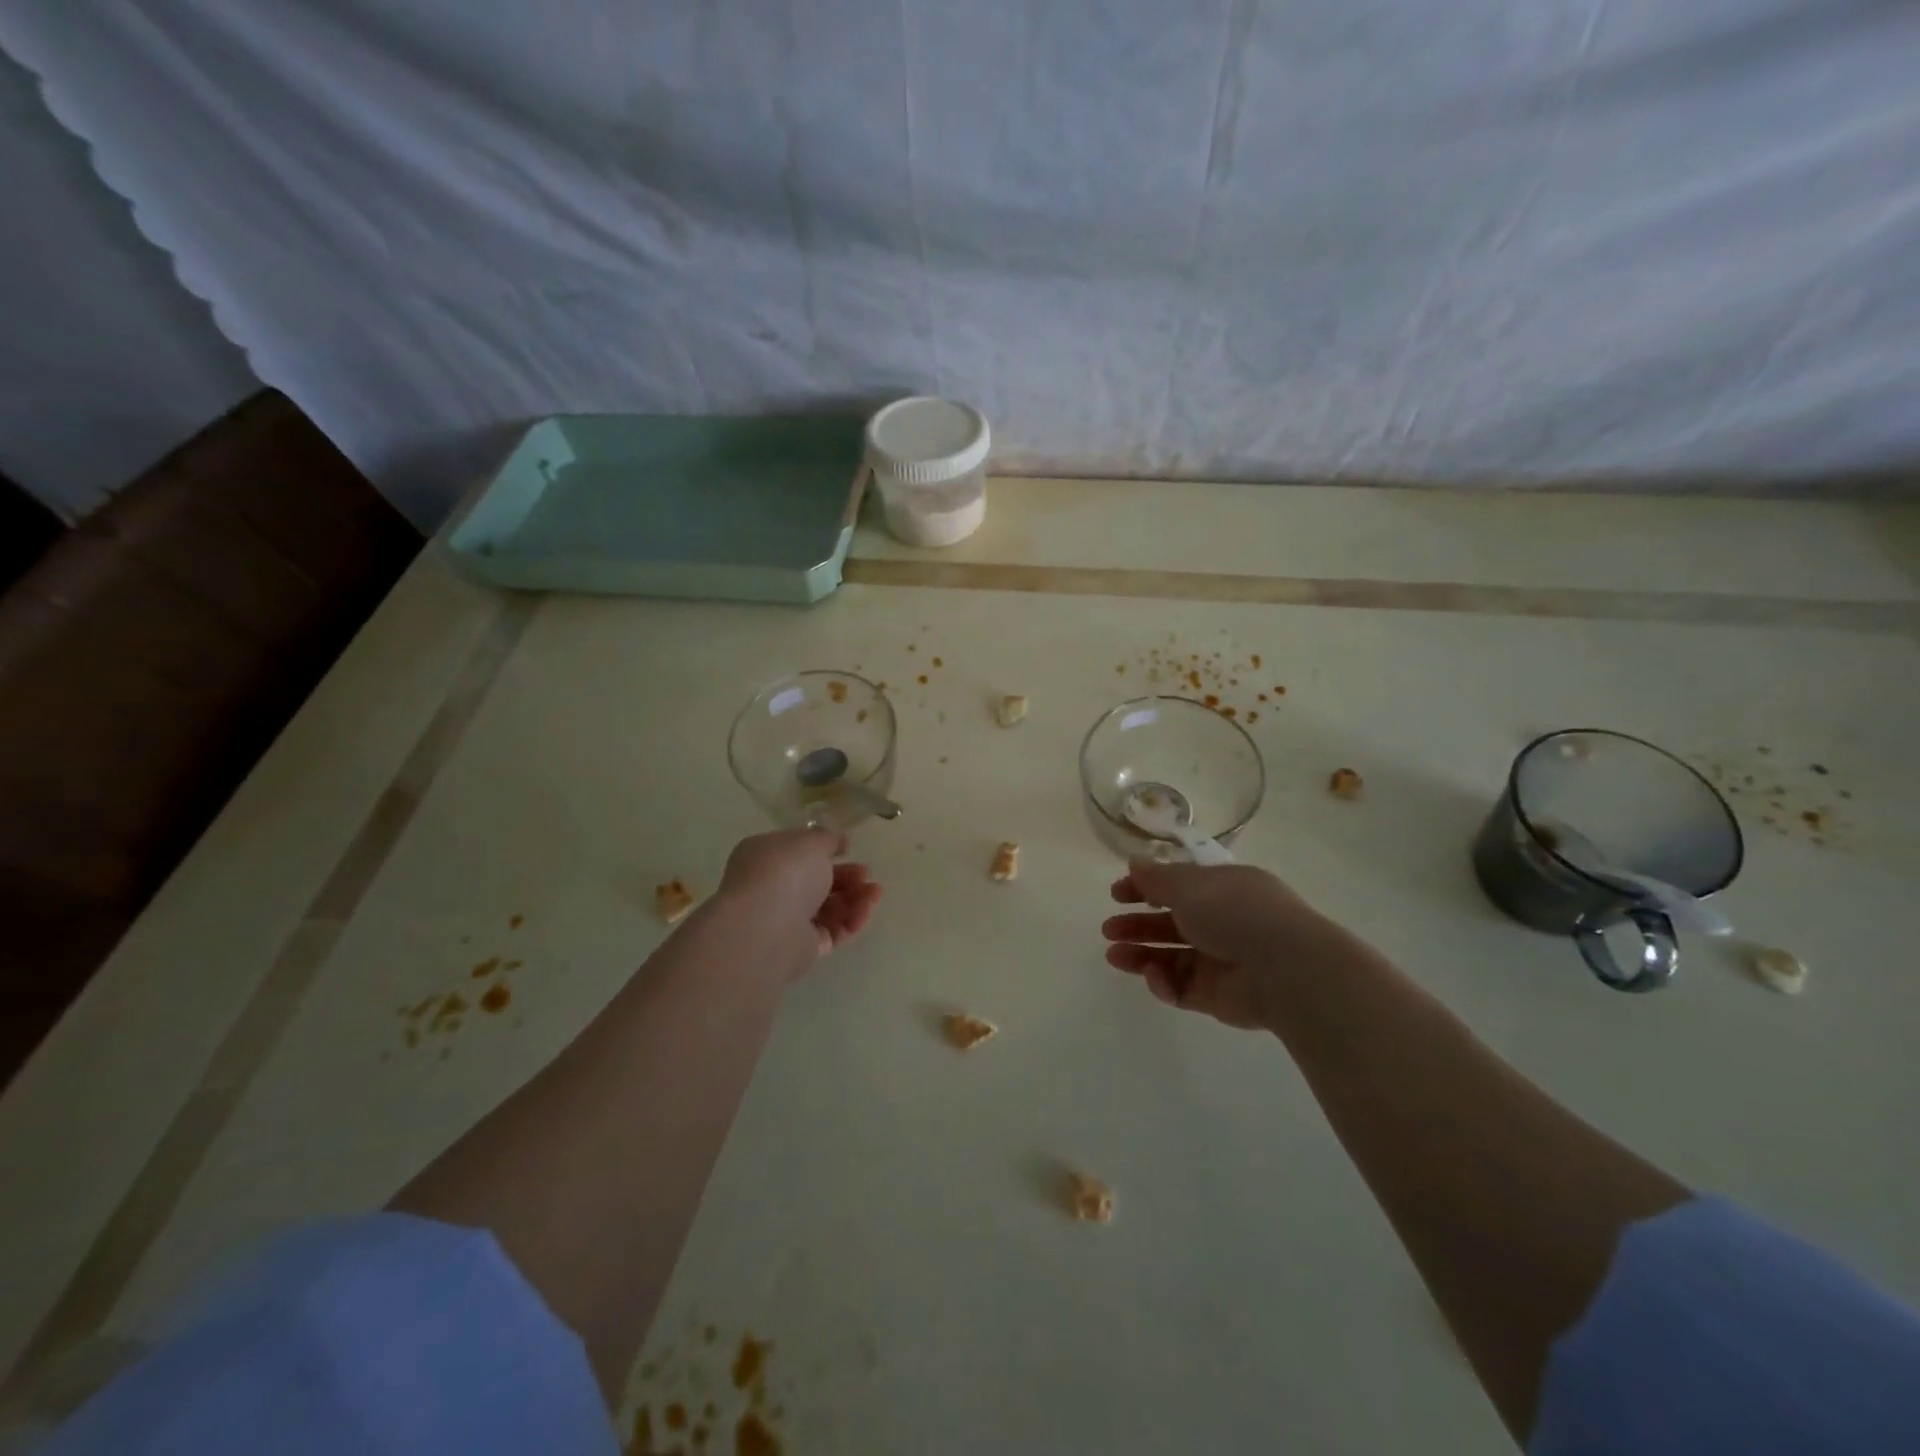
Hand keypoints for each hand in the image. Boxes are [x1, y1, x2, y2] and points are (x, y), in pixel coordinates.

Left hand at [715, 829, 882, 971]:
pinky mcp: (802, 949)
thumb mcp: (811, 841)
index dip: (824, 851)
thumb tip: (837, 842)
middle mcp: (772, 889)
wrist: (766, 927)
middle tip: (866, 874)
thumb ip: (828, 839)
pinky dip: (851, 921)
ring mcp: (786, 921)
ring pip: (827, 908)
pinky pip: (832, 932)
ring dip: (855, 898)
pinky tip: (866, 910)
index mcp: (765, 858)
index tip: (849, 849)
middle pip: (816, 883)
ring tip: (875, 893)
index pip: (796, 853)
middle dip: (846, 877)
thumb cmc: (785, 872)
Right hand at [1101, 860, 1332, 1029]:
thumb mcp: (1189, 885)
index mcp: (1222, 889)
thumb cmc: (1235, 912)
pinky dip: (1164, 982)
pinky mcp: (1218, 996)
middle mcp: (1223, 922)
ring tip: (1114, 956)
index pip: (1178, 886)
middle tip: (1108, 929)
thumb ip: (1156, 878)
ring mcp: (1221, 961)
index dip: (1146, 888)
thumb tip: (1134, 862)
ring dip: (1141, 955)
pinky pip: (1182, 987)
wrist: (1284, 969)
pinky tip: (1154, 977)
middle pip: (1171, 923)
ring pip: (1172, 957)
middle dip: (1138, 925)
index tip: (1117, 894)